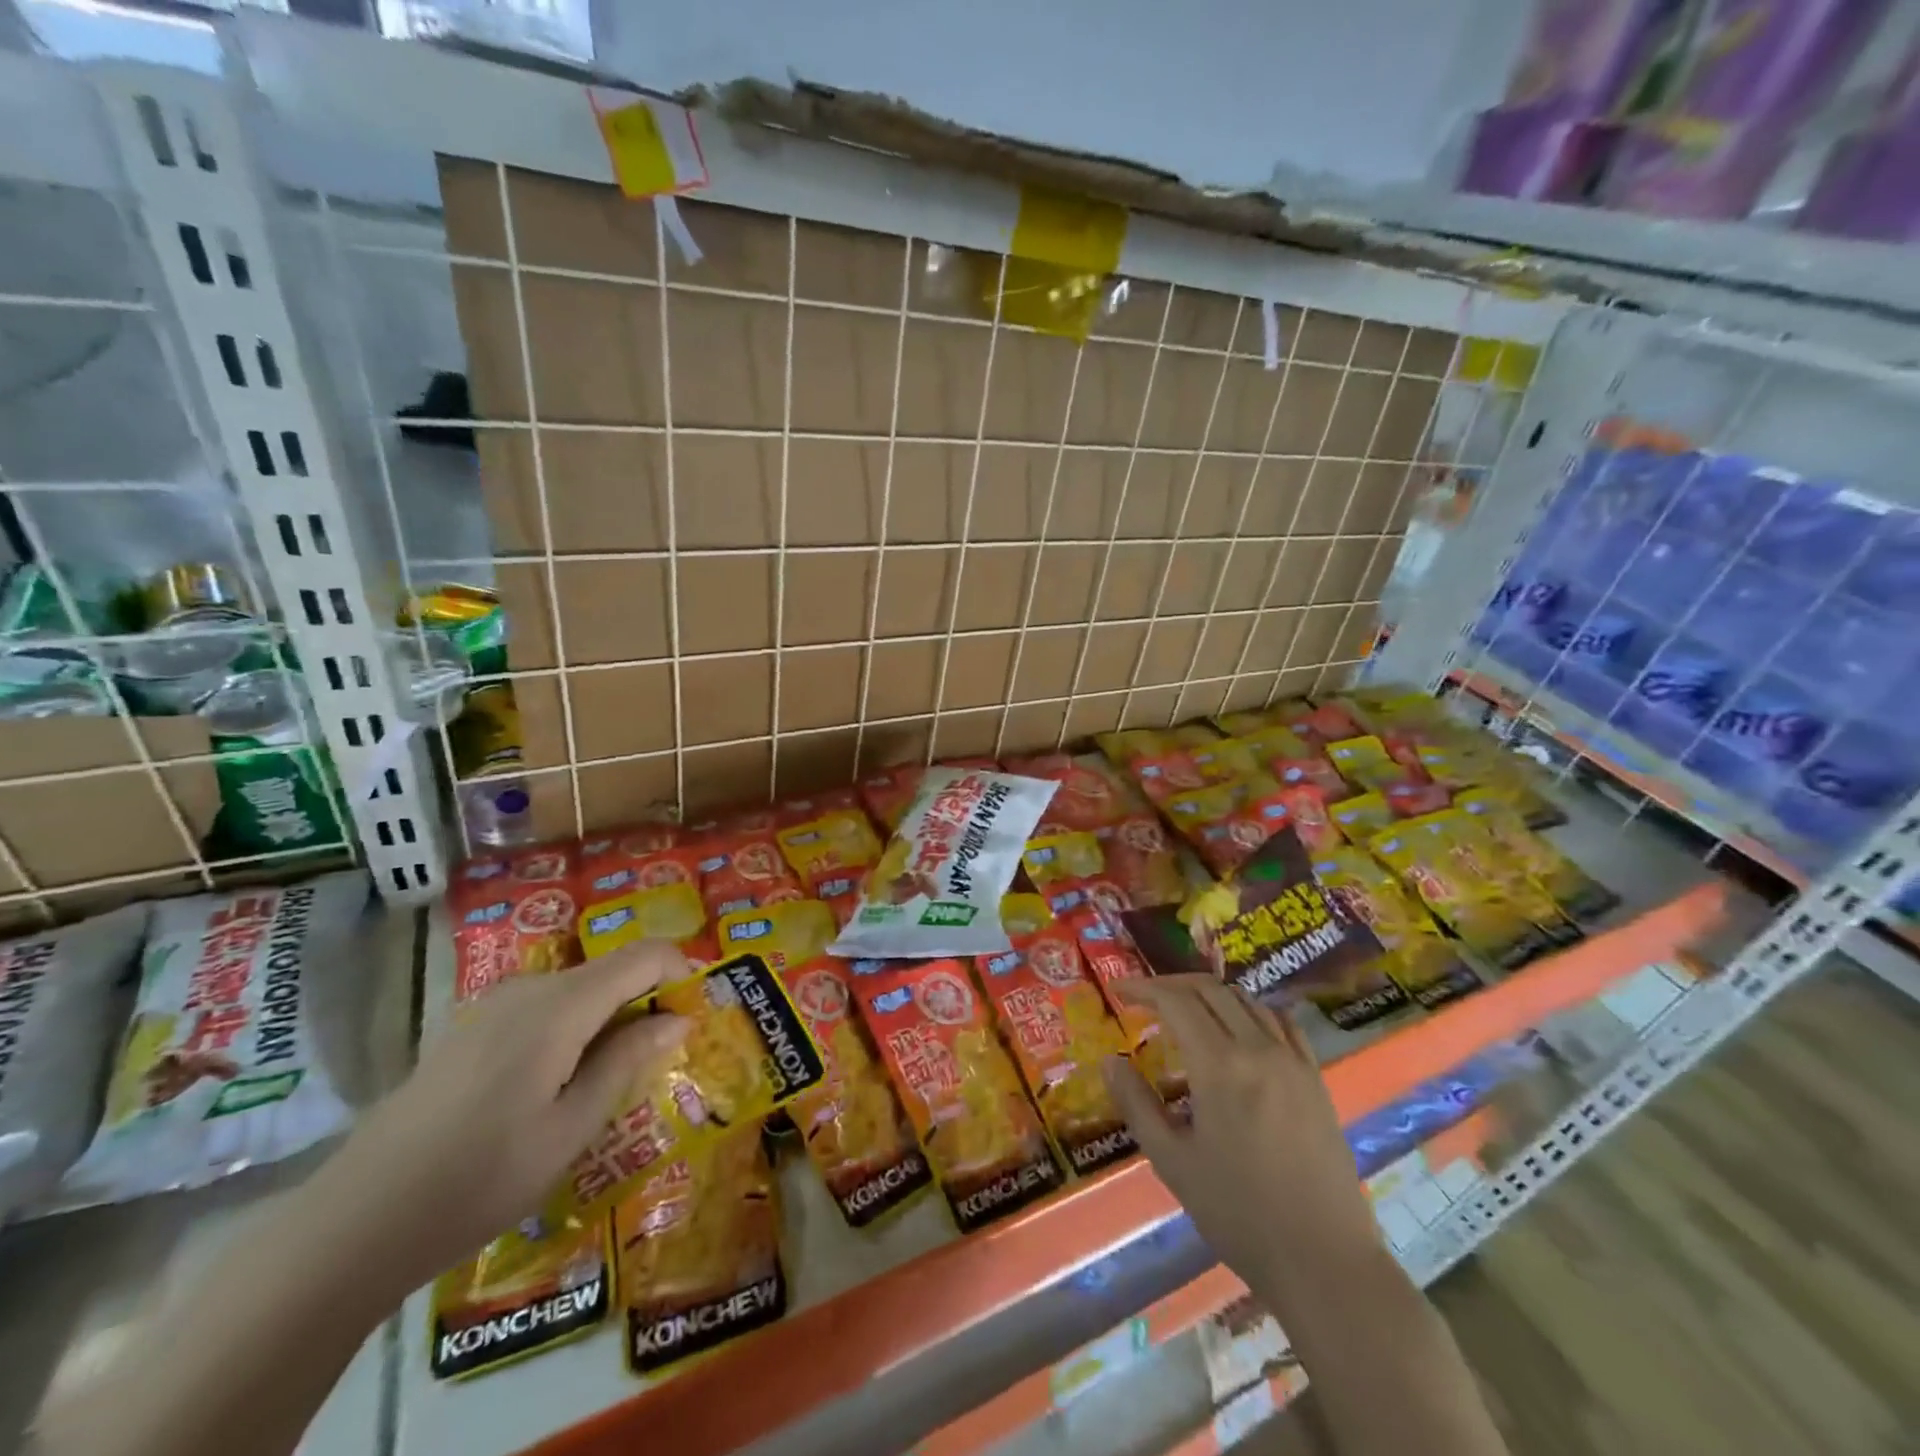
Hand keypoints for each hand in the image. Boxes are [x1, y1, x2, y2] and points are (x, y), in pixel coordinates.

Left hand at [318, 941, 692, 1284]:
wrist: (354, 1223)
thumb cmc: (479, 1179)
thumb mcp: (571, 1129)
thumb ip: (628, 1061)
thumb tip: (677, 1019)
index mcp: (561, 1006)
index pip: (644, 955)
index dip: (680, 974)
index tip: (694, 1019)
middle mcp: (530, 989)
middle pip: (612, 969)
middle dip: (647, 1001)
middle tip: (656, 1062)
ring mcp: (495, 1005)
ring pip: (579, 988)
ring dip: (610, 1017)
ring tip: (609, 1081)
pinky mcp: (472, 1027)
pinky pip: (545, 1006)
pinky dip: (574, 1028)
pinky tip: (556, 1086)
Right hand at [1103, 975, 1379, 1297]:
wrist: (1323, 1261)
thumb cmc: (1238, 1214)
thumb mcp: (1172, 1162)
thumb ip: (1137, 1104)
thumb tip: (1110, 1061)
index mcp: (1219, 1066)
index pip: (1176, 1001)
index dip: (1144, 987)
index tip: (1118, 989)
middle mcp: (1258, 1049)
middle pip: (1211, 990)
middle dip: (1173, 985)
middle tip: (1146, 999)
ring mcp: (1293, 1061)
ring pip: (1247, 1000)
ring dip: (1210, 994)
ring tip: (1186, 1011)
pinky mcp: (1316, 1079)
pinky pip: (1281, 1022)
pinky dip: (1251, 1011)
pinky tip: (1240, 1029)